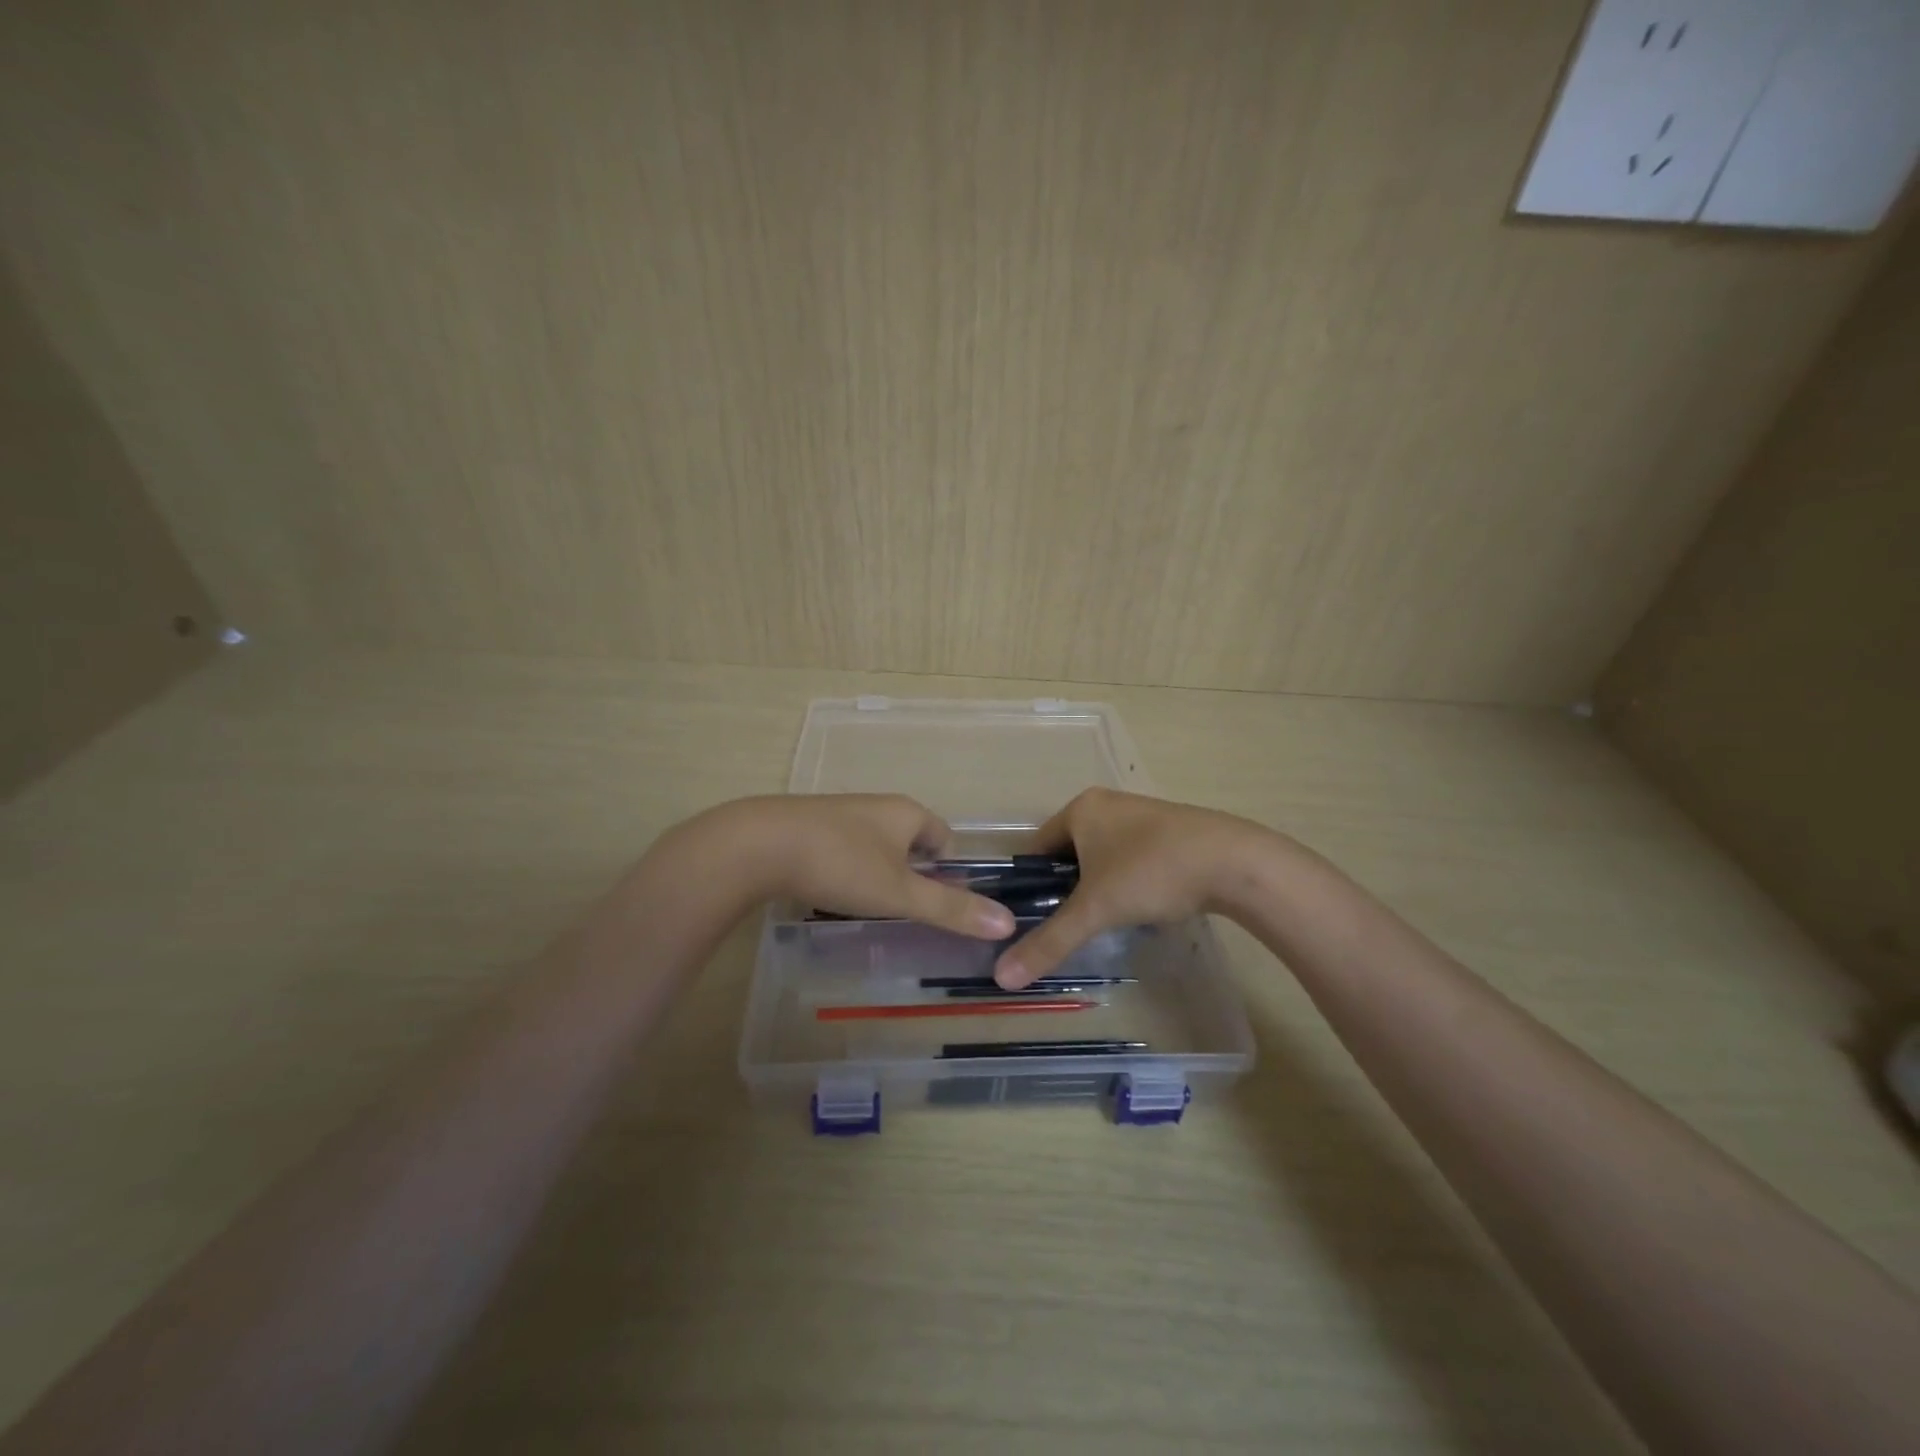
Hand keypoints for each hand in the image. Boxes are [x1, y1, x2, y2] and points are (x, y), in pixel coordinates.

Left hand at [704, 794, 1017, 938]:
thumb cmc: (840, 864)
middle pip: (910, 840)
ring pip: (875, 844)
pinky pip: (843, 847)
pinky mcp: (808, 824)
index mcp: (907, 813)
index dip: (950, 871)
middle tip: (905, 911)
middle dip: (913, 873)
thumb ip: (951, 909)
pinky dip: (846, 869)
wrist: (757, 844)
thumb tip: (1007, 921)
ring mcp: (840, 812)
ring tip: (869, 906)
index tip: (940, 904)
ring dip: (878, 872)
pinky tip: (830, 892)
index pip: (945, 837)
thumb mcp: (900, 893)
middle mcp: (877, 805)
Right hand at [994, 788, 1274, 987]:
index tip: (1032, 919)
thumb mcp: (1095, 910)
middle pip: (1069, 852)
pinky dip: (1127, 880)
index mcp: (1080, 808)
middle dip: (1066, 887)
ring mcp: (1141, 814)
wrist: (1234, 861)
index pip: (1036, 847)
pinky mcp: (1170, 830)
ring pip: (1102, 855)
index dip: (1030, 884)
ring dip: (1098, 885)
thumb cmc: (1151, 873)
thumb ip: (1049, 941)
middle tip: (1070, 924)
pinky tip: (1140, 906)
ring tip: (1104, 920)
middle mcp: (1107, 803)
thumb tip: (1002, 977)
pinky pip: (1131, 856)